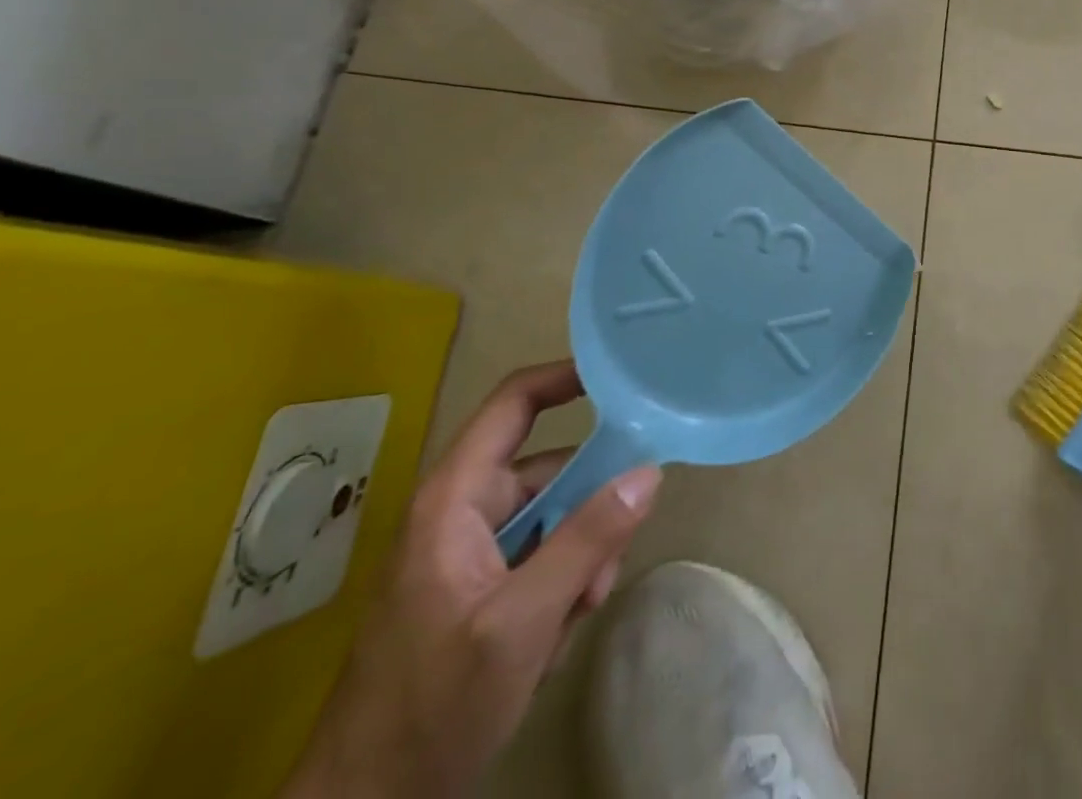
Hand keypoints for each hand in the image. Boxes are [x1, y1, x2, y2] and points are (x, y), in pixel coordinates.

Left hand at [282, 362, 660, 798]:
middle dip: (592, 504)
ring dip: (582, 552)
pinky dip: (565, 580)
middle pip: (551, 467)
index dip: (567, 376)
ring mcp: (471, 550)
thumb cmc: (432, 706)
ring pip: (555, 515)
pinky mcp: (480, 586)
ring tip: (581, 607)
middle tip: (611, 554)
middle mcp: (463, 511)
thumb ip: (588, 541)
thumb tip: (649, 471)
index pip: (515, 404)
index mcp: (455, 499)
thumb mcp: (522, 624)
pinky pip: (543, 553)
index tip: (626, 374)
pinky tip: (559, 630)